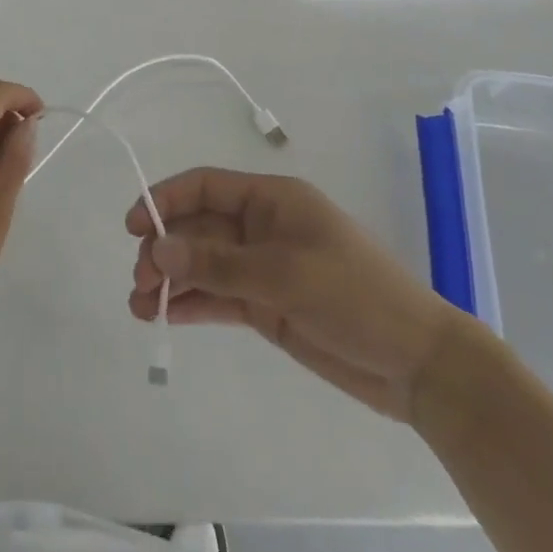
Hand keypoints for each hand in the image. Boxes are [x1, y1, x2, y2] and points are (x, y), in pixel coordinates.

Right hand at [127, 169, 463, 422]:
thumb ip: (219, 265)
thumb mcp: (285, 274)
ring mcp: (263, 268)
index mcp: (272, 200)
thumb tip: (158, 251)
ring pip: (204, 265)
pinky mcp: (267, 306)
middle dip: (165, 249)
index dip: (165, 200)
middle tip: (140, 281)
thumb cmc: (356, 296)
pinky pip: (219, 297)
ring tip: (140, 306)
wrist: (419, 364)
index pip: (205, 187)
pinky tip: (165, 316)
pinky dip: (192, 304)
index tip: (133, 226)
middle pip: (198, 228)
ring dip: (172, 281)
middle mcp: (262, 227)